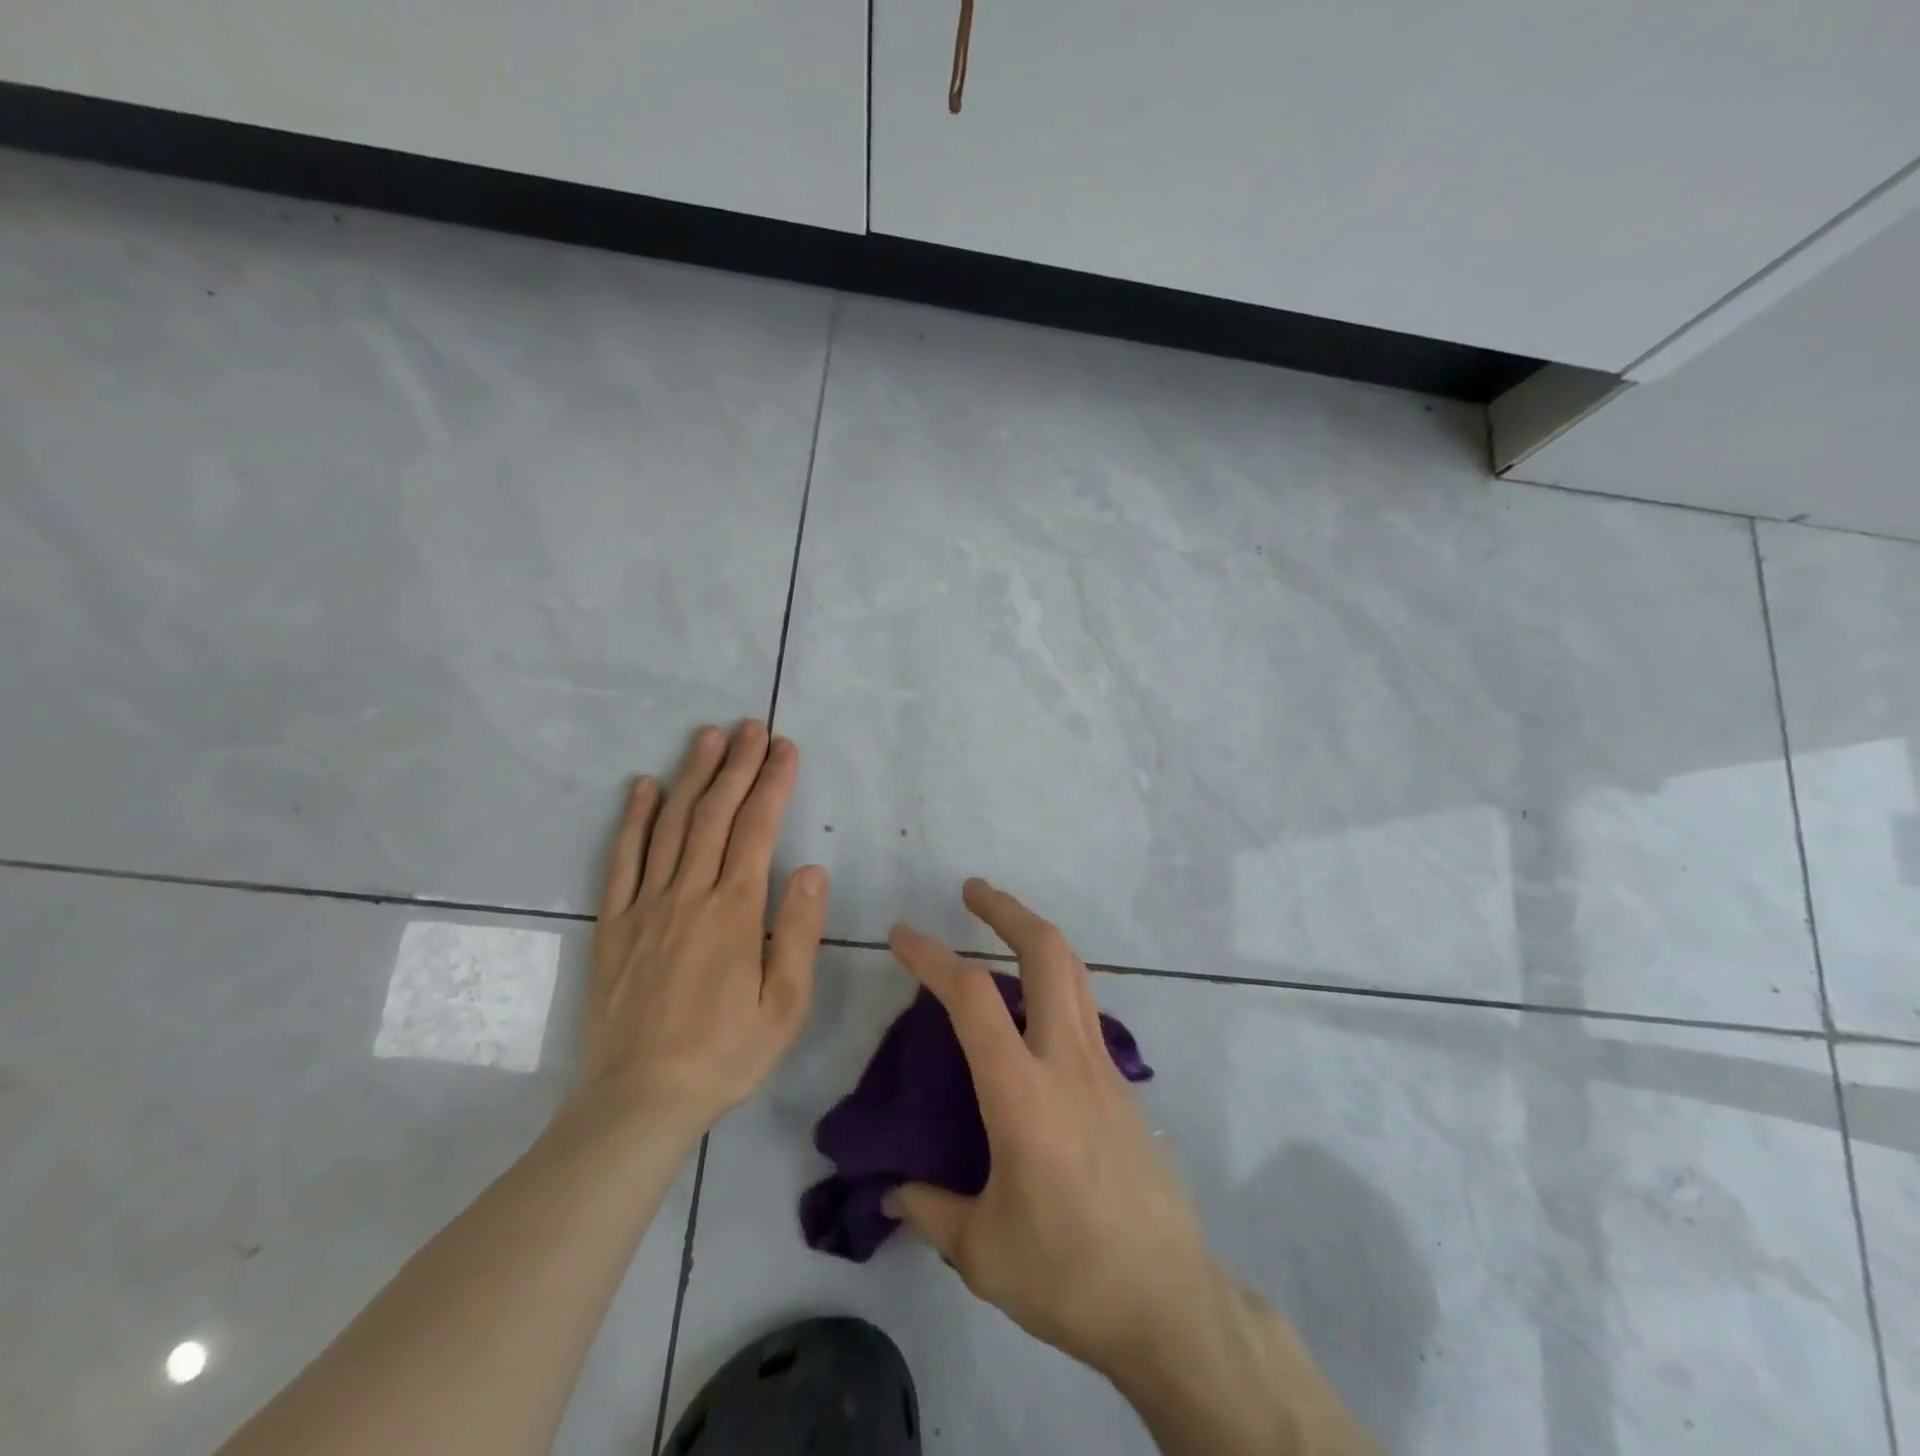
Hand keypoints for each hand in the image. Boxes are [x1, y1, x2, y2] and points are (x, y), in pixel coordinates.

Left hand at [581, 721, 828, 1138]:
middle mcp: (688, 895)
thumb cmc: (725, 1053)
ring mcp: (645, 906)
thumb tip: (810, 868)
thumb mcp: (785, 1003)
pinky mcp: (612, 925)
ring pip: (669, 826)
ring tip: (707, 738)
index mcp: (734, 911)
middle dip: (736, 766)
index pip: (757, 830)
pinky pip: (621, 860)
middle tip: (750, 727)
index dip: (773, 784)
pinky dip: (632, 819)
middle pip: (714, 815)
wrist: (640, 1100)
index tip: (784, 748)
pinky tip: (641, 787)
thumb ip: (797, 931)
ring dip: (690, 777)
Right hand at [885, 880, 1217, 1379]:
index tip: (902, 934)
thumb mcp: (982, 1253)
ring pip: (1074, 972)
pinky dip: (1054, 982)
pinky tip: (1032, 1011)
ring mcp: (1103, 1067)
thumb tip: (893, 1191)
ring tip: (1001, 929)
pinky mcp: (1123, 1083)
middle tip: (972, 892)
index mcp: (1023, 1094)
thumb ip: (930, 1210)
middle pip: (1048, 953)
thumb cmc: (1069, 1275)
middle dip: (1007, 910)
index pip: (972, 998)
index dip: (932, 957)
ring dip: (1035, 936)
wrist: (1171, 1303)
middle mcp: (1067, 1061)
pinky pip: (1085, 1008)